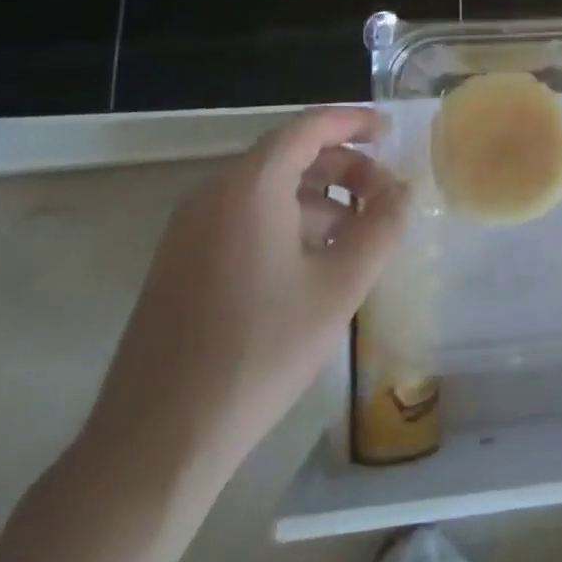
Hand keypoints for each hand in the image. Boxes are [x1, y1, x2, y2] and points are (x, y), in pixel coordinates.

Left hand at [82, 108, 409, 479]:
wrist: (159, 439)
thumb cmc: (260, 351)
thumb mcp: (340, 286)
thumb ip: (382, 227)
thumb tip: (403, 190)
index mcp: (251, 186)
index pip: (309, 126)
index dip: (354, 122)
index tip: (391, 132)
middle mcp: (214, 193)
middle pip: (288, 155)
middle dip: (343, 167)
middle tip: (384, 196)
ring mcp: (189, 229)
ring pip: (266, 189)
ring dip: (318, 197)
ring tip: (358, 233)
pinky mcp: (180, 262)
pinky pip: (243, 218)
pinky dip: (287, 220)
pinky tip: (313, 261)